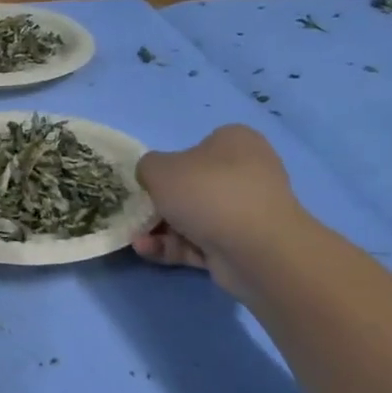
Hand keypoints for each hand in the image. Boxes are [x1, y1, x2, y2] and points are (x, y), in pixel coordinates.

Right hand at [132, 125, 308, 296]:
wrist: (256, 248)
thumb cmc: (206, 192)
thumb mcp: (159, 169)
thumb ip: (147, 167)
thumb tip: (152, 177)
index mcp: (235, 142)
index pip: (197, 147)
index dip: (168, 164)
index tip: (148, 181)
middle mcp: (246, 172)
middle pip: (192, 186)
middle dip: (160, 203)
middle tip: (136, 213)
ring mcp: (246, 211)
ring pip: (193, 217)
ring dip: (160, 228)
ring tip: (136, 239)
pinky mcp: (241, 244)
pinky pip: (199, 242)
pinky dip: (172, 246)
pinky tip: (147, 250)